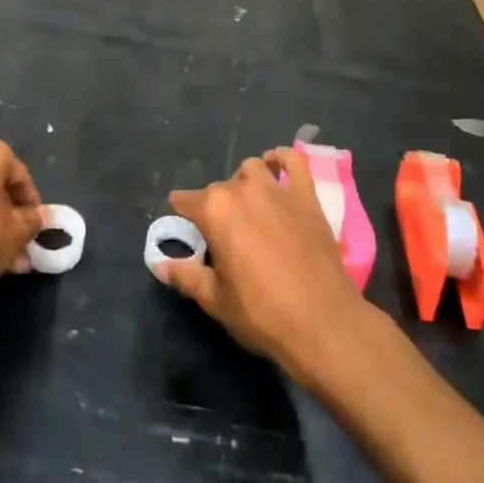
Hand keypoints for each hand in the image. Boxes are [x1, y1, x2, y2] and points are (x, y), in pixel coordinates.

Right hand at [158, 148, 374, 383]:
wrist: (323, 322)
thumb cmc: (262, 312)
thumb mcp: (215, 300)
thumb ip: (186, 275)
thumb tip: (160, 264)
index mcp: (215, 211)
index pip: (185, 201)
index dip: (181, 217)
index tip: (184, 233)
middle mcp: (243, 190)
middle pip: (218, 189)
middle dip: (214, 208)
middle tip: (221, 238)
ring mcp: (278, 189)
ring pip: (251, 169)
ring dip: (244, 183)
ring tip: (247, 208)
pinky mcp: (306, 196)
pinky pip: (294, 162)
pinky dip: (282, 160)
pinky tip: (276, 168)